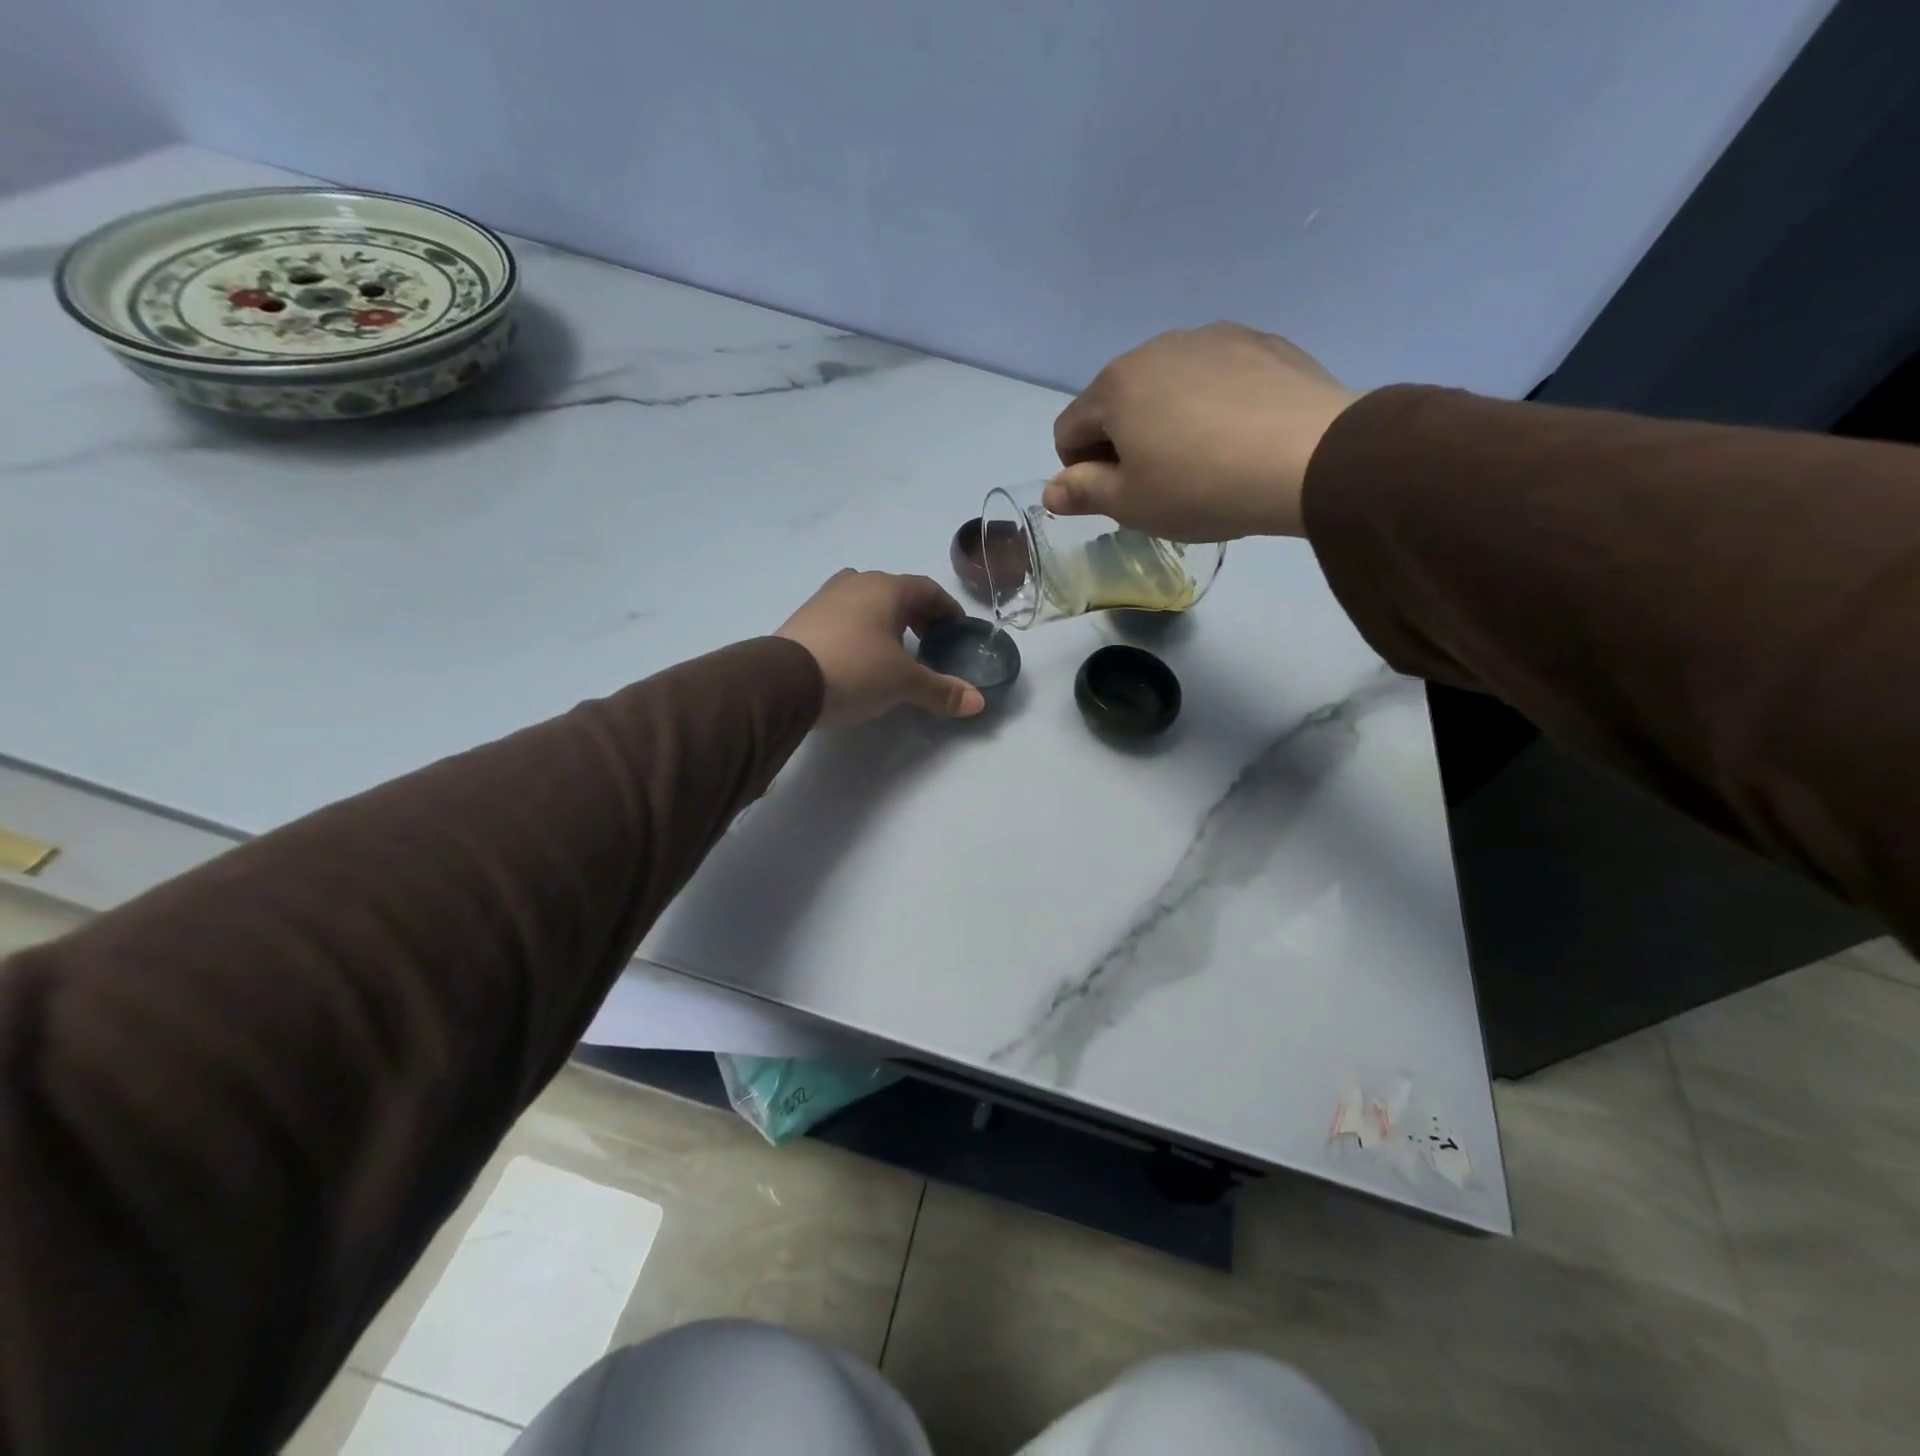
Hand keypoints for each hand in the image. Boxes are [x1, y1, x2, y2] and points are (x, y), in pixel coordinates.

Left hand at [776, 570, 985, 726]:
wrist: (783, 682)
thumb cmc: (855, 670)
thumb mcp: (904, 684)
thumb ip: (941, 691)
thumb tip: (978, 703)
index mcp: (887, 588)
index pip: (928, 589)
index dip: (947, 609)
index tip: (957, 630)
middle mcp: (856, 583)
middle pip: (897, 592)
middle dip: (918, 615)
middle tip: (930, 643)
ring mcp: (826, 597)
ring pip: (867, 602)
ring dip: (887, 621)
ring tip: (895, 650)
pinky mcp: (804, 617)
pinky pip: (844, 616)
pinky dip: (860, 629)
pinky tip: (860, 656)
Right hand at [1046, 322, 1360, 540]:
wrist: (1309, 457)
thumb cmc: (1201, 486)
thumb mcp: (1131, 504)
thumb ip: (1083, 493)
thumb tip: (1050, 491)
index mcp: (1115, 386)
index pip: (1068, 429)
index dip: (1079, 470)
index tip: (1113, 497)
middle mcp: (1156, 347)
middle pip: (1116, 402)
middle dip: (1122, 442)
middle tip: (1157, 485)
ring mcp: (1212, 338)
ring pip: (1166, 385)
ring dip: (1166, 420)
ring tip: (1203, 461)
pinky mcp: (1260, 342)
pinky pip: (1215, 376)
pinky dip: (1212, 404)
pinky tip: (1238, 437)